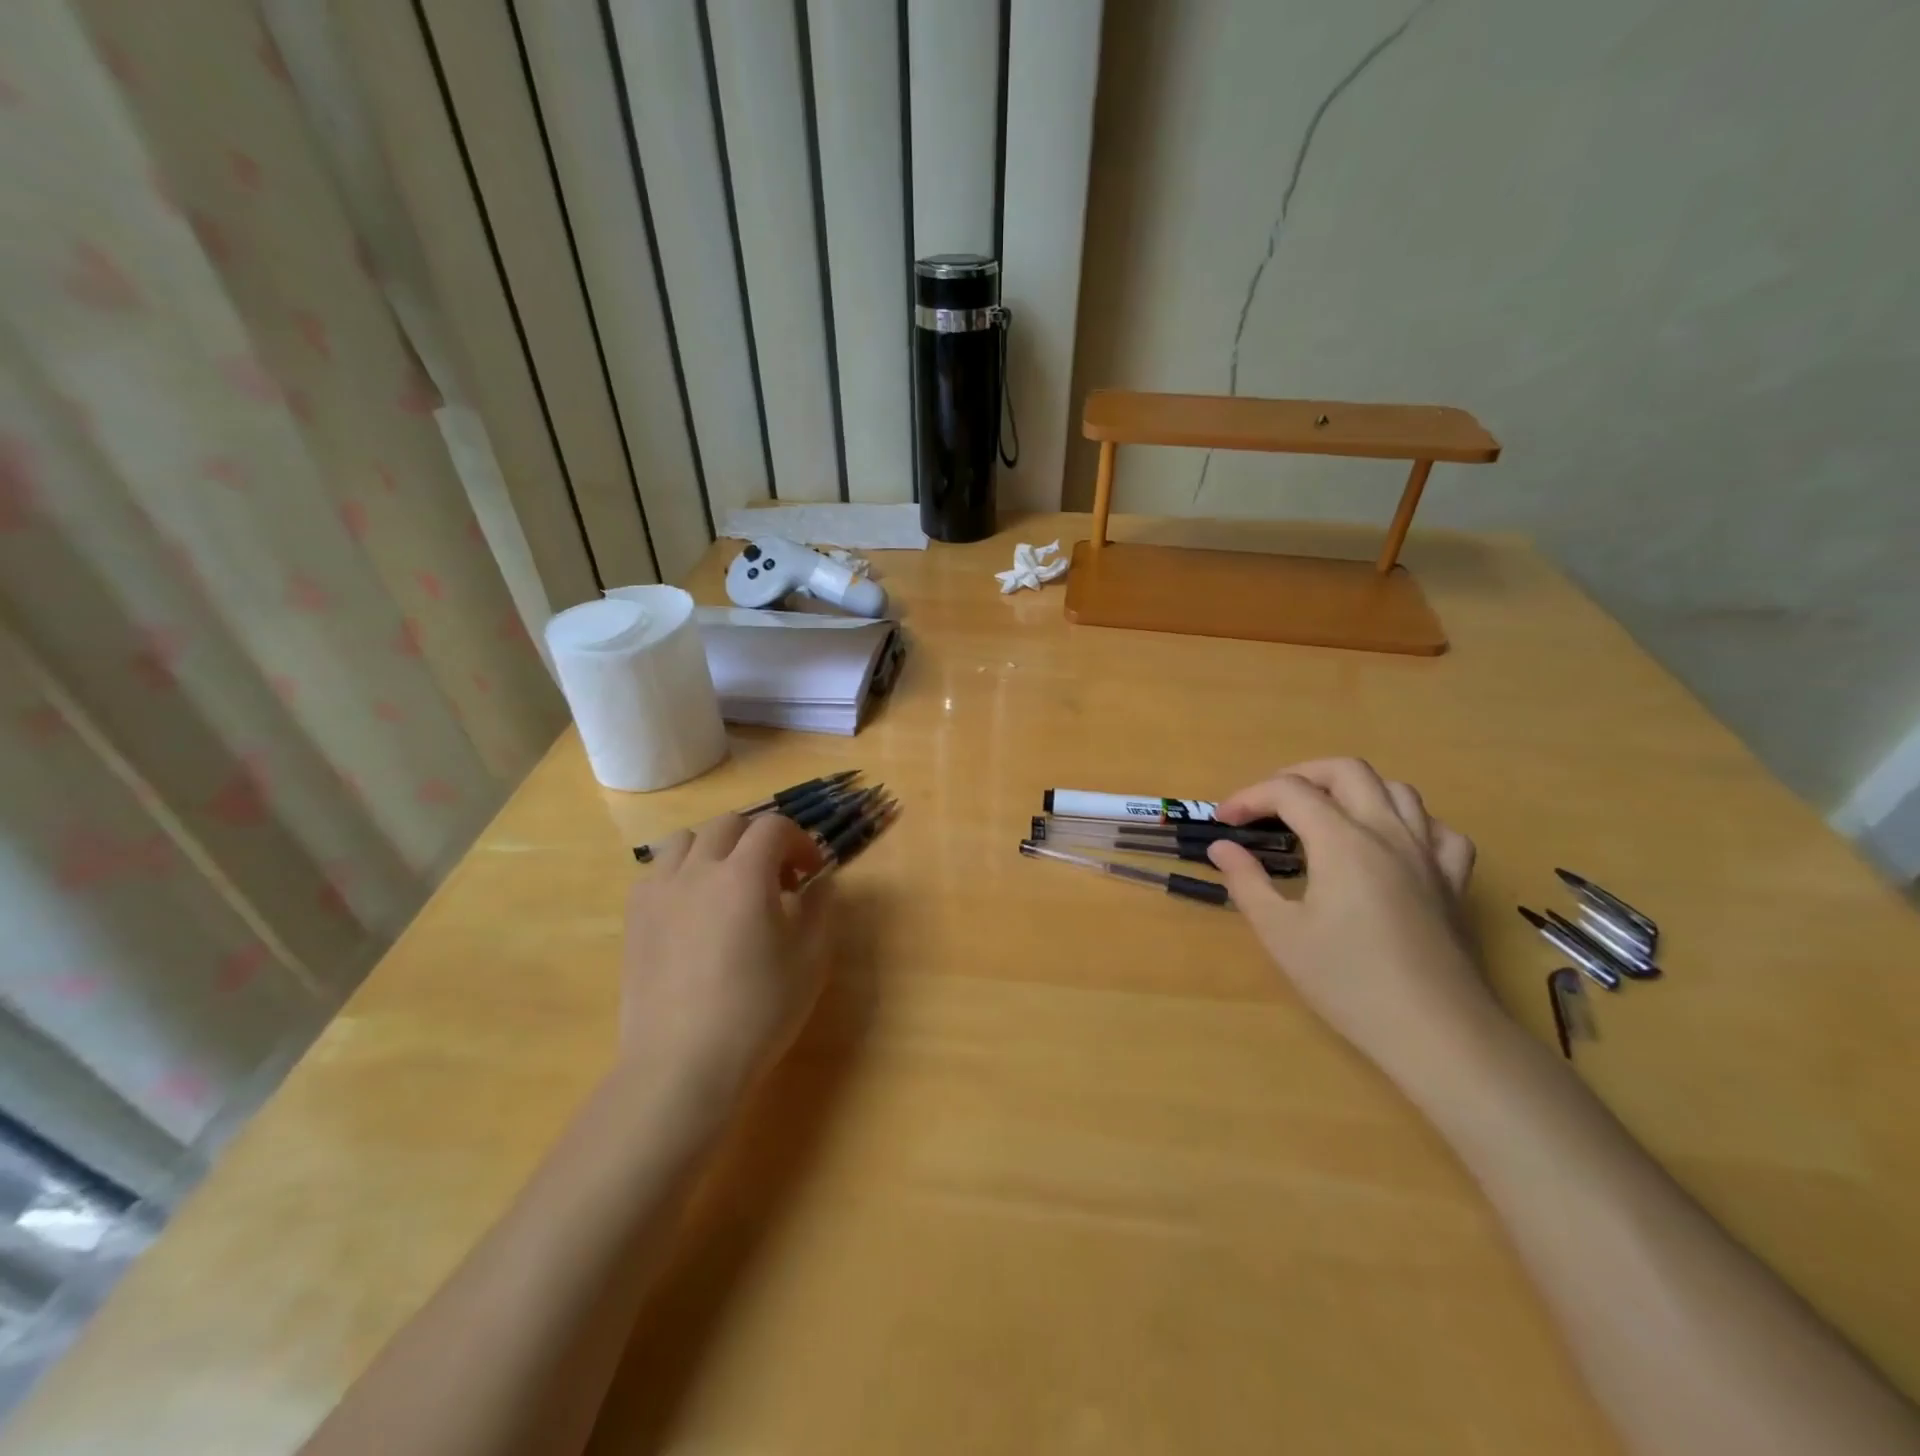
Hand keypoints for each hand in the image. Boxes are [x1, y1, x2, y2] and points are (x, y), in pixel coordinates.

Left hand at [621, 813, 831, 1094]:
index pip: (774, 826)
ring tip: (729, 885)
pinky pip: (657, 870)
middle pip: (729, 824)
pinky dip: (682, 873)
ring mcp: (659, 891)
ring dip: (716, 849)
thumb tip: (818, 881)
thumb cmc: (758, 1011)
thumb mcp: (811, 959)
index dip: (799, 842)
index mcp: (745, 875)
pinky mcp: (635, 917)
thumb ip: (820, 907)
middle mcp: (698, 870)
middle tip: (777, 880)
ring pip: (687, 840)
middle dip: (760, 840)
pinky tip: (693, 910)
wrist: (683, 1064)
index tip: (811, 873)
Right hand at [1207, 759, 1494, 1086]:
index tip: (1224, 821)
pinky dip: (1408, 822)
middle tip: (1270, 804)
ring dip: (1353, 790)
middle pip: (1346, 770)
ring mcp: (1427, 854)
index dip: (1249, 797)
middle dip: (1300, 775)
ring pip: (1396, 789)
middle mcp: (1387, 833)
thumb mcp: (1280, 933)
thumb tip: (1222, 847)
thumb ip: (1246, 882)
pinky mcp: (1453, 881)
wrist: (1435, 1031)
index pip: (1289, 791)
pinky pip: (1437, 829)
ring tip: (1325, 815)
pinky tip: (1390, 844)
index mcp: (1342, 841)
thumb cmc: (1347, 982)